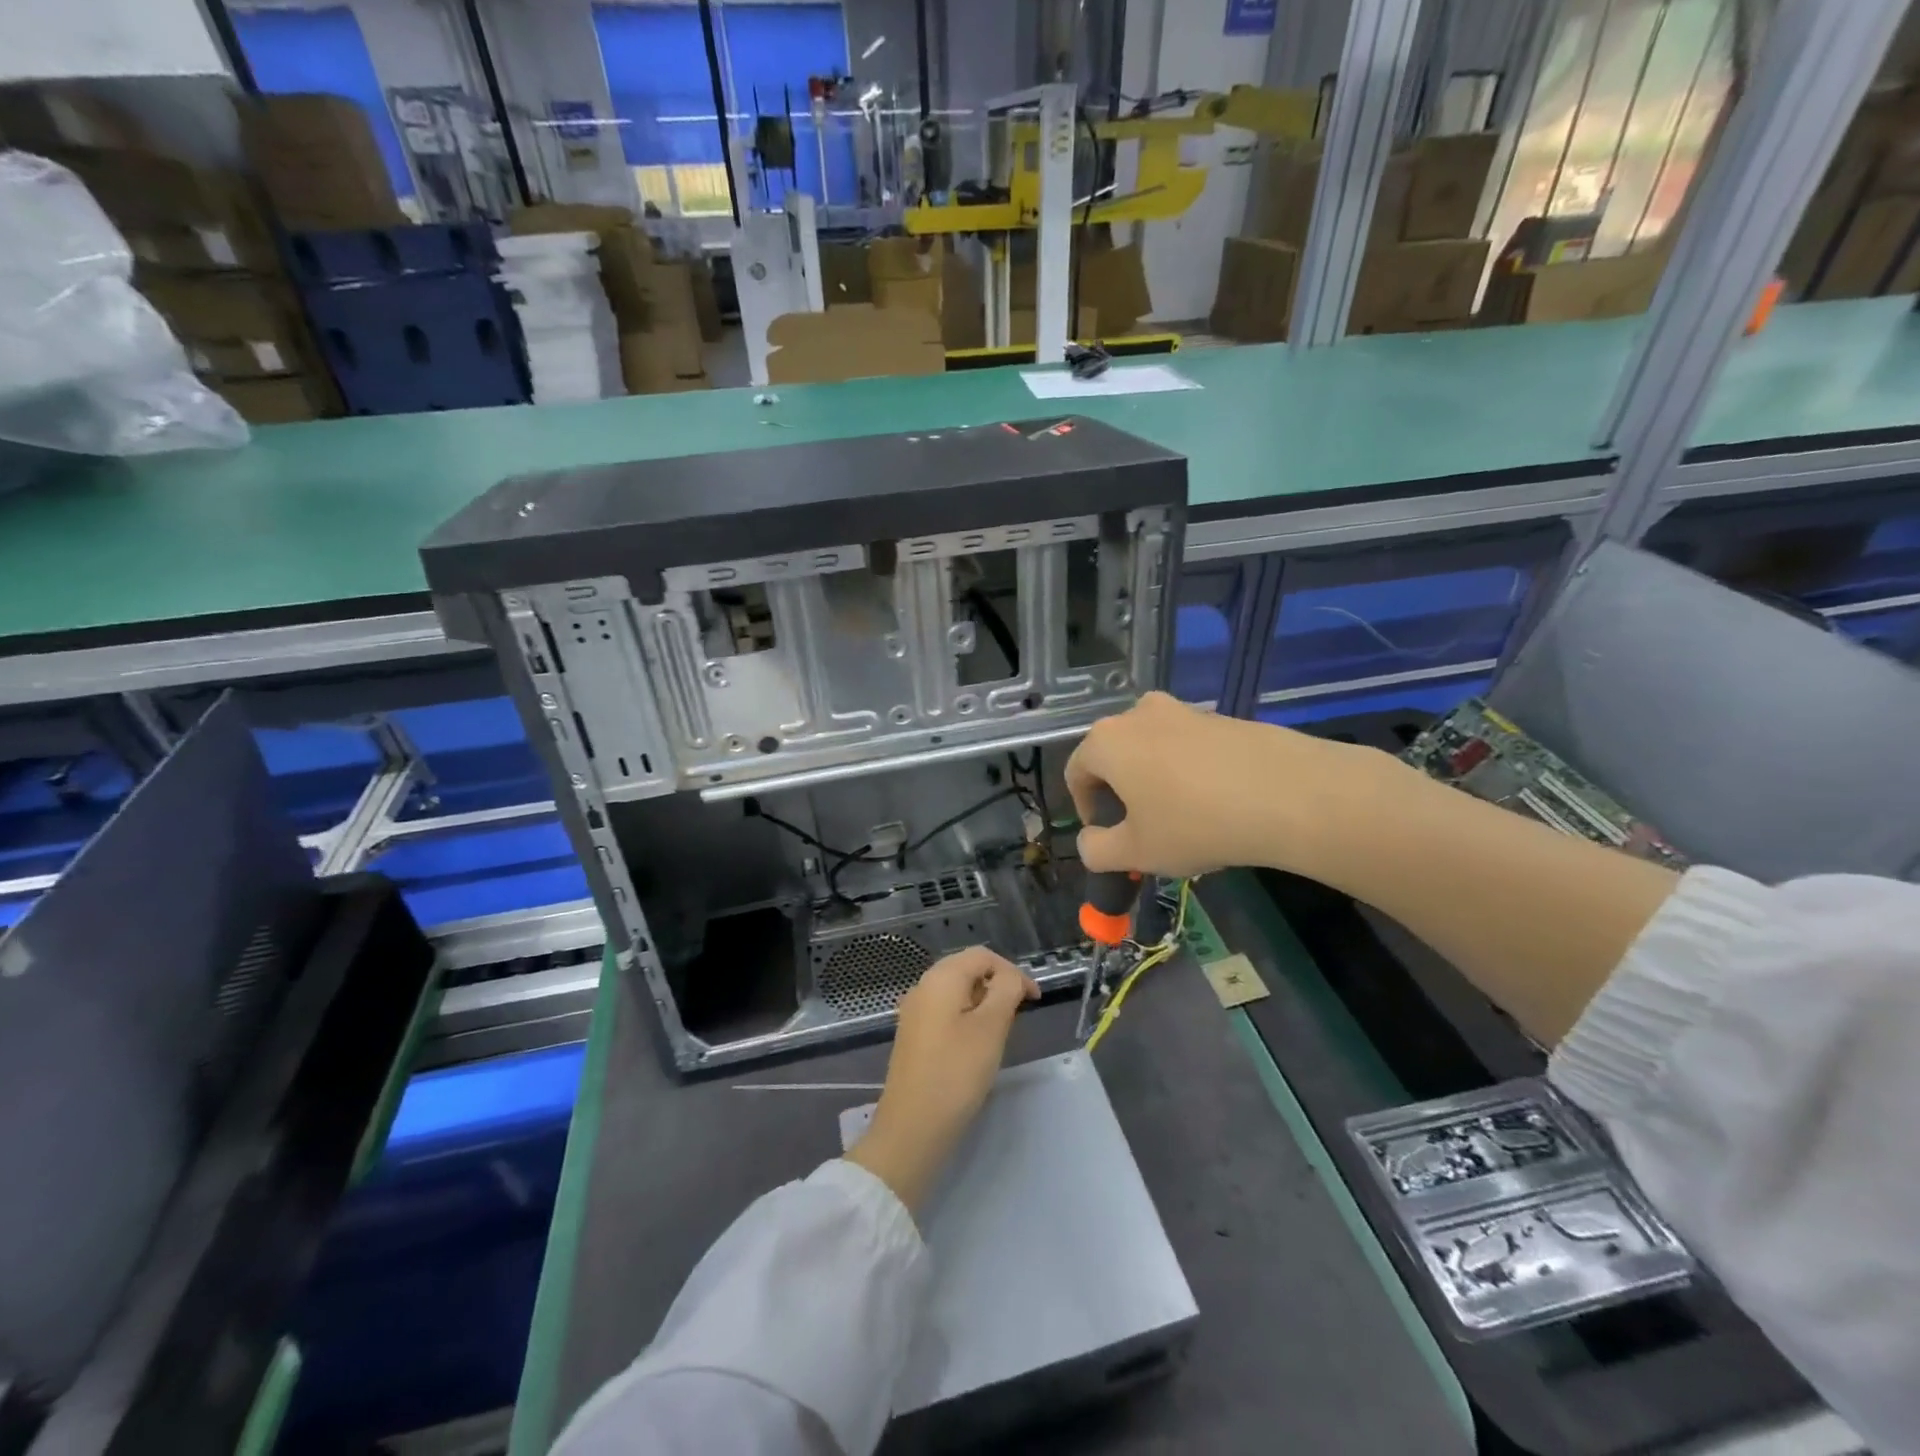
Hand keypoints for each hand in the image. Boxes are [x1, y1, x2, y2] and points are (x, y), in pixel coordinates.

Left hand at [846, 947, 1037, 1212]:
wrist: (912, 1127)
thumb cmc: (956, 1073)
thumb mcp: (991, 1028)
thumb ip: (1005, 991)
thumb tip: (1010, 977)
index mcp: (941, 978)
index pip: (983, 956)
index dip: (1013, 972)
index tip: (1034, 1000)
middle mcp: (923, 986)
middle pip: (967, 970)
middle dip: (998, 985)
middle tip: (1020, 1014)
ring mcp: (914, 1011)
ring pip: (957, 992)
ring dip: (983, 1002)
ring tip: (1002, 1030)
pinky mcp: (913, 1035)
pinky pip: (945, 1011)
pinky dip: (967, 1017)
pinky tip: (977, 1044)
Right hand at [1064, 690, 1369, 879]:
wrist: (1288, 795)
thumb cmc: (1195, 823)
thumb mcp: (1136, 852)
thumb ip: (1097, 850)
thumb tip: (1090, 842)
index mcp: (1107, 741)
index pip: (1075, 771)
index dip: (1084, 808)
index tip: (1107, 837)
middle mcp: (1138, 714)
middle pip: (1114, 756)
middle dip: (1120, 794)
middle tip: (1142, 831)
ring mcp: (1183, 710)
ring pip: (1152, 750)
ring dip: (1154, 783)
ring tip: (1182, 821)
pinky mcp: (1221, 717)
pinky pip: (1188, 747)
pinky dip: (1189, 773)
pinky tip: (1216, 805)